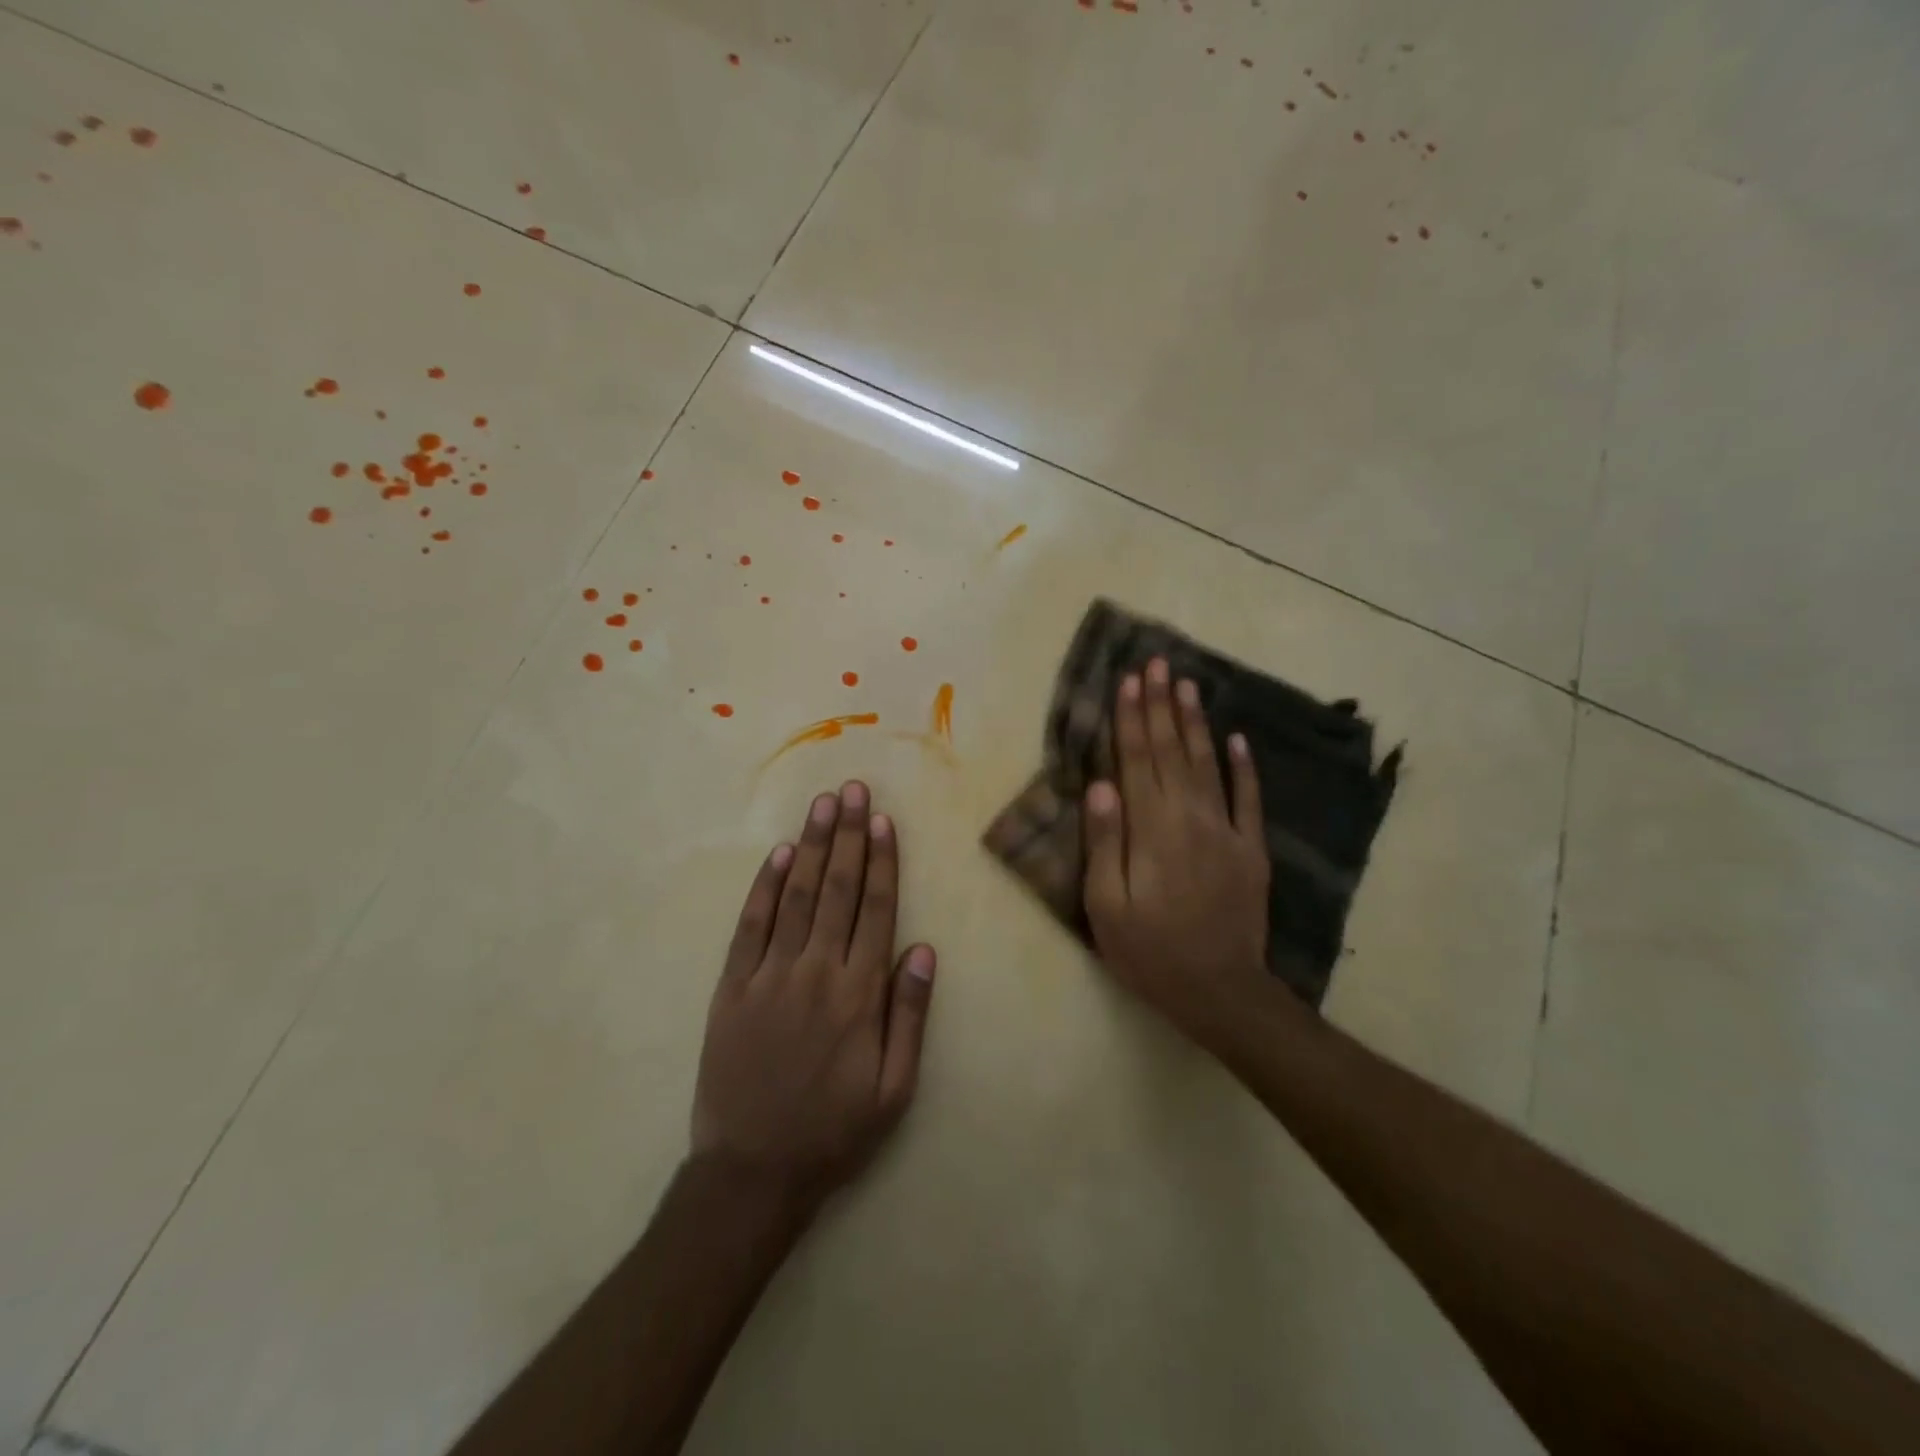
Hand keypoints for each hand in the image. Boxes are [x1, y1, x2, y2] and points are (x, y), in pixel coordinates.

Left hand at [691, 781, 936, 1212]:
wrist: (751, 1171)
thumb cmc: (834, 1131)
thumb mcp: (894, 1089)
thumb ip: (909, 1016)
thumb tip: (923, 950)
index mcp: (859, 994)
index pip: (875, 910)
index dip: (882, 861)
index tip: (883, 820)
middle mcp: (816, 972)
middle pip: (838, 890)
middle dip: (848, 836)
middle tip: (853, 790)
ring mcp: (769, 976)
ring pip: (797, 896)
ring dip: (813, 847)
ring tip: (824, 805)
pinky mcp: (732, 988)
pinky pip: (751, 926)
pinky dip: (767, 887)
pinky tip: (780, 854)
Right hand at [1083, 657, 1271, 1048]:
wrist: (1221, 992)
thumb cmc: (1150, 952)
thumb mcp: (1107, 906)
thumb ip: (1105, 843)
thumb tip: (1101, 785)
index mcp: (1151, 830)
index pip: (1136, 760)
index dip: (1131, 717)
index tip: (1129, 679)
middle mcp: (1189, 818)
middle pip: (1170, 751)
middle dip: (1161, 705)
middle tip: (1159, 663)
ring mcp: (1226, 831)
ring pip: (1207, 763)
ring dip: (1195, 722)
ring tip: (1189, 684)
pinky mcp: (1250, 849)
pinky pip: (1248, 798)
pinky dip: (1243, 765)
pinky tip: (1237, 737)